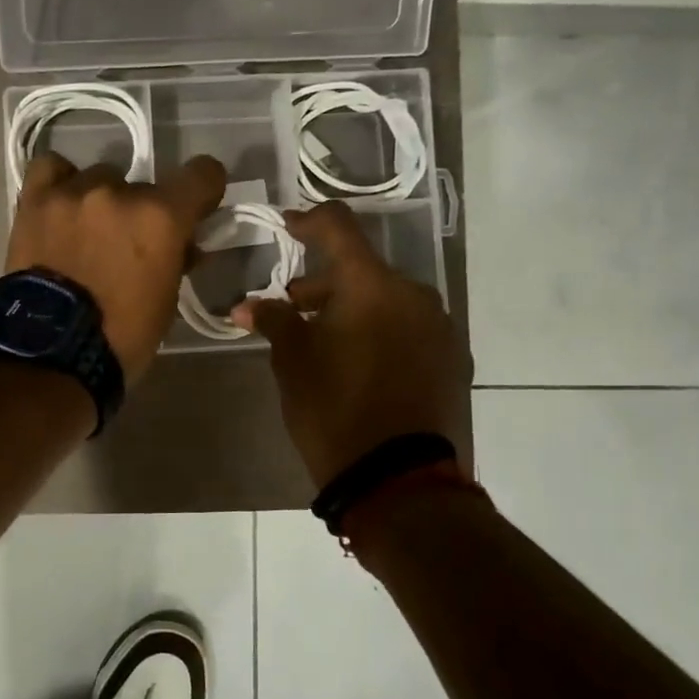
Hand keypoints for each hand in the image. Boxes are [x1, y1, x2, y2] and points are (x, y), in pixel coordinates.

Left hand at [6, 153, 227, 382]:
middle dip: (141, 214)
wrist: (51, 354)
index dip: (204, 189)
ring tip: (86, 234)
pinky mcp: (35, 202)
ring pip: (98, 178)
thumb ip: (176, 258)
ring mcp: (73, 193)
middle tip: (127, 246)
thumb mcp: (166, 301)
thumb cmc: (121, 337)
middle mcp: (119, 193)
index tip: (197, 207)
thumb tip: (181, 244)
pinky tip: (60, 205)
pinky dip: (60, 182)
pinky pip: (51, 170)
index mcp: (161, 218)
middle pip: (143, 186)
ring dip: (100, 202)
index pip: (202, 174)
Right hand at [232, 201, 471, 487]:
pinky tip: (359, 361)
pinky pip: (408, 327)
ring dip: (353, 308)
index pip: (339, 228)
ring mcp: (439, 327)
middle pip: (362, 269)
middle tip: (292, 308)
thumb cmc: (333, 408)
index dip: (309, 221)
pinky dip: (380, 330)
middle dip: (324, 283)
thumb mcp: (292, 361)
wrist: (397, 477)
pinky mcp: (451, 358)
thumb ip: (274, 320)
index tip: (287, 227)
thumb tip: (247, 306)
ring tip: (324, 340)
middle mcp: (414, 294)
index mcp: (372, 285)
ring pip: (386, 299)